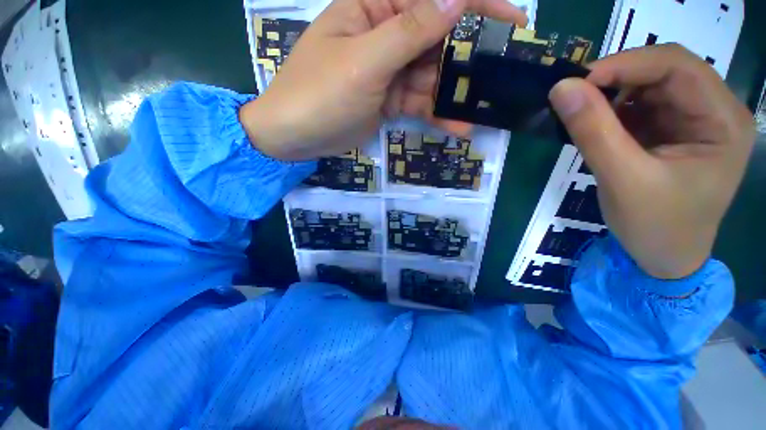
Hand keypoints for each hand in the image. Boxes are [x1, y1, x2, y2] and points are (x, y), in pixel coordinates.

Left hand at [240, 0, 526, 159]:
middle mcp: (384, 36)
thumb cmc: (319, 95)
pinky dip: (436, 115)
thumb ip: (409, 31)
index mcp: (373, 9)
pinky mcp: (388, 101)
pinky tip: (455, 127)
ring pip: (429, 78)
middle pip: (435, 41)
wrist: (297, 137)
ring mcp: (388, 72)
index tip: (511, 20)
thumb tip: (457, 0)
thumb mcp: (364, 62)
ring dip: (452, 96)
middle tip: (497, 77)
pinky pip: (419, 103)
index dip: (473, 5)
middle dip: (466, 60)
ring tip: (478, 112)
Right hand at [549, 44, 754, 279]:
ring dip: (612, 95)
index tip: (577, 83)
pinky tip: (598, 127)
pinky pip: (642, 105)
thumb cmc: (655, 226)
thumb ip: (592, 131)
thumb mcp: (622, 179)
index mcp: (722, 121)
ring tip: (583, 116)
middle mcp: (715, 110)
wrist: (665, 257)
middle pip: (666, 70)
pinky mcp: (674, 130)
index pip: (677, 66)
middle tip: (574, 97)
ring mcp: (695, 119)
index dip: (626, 64)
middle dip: (617, 78)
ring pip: (650, 85)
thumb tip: (560, 88)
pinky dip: (614, 110)